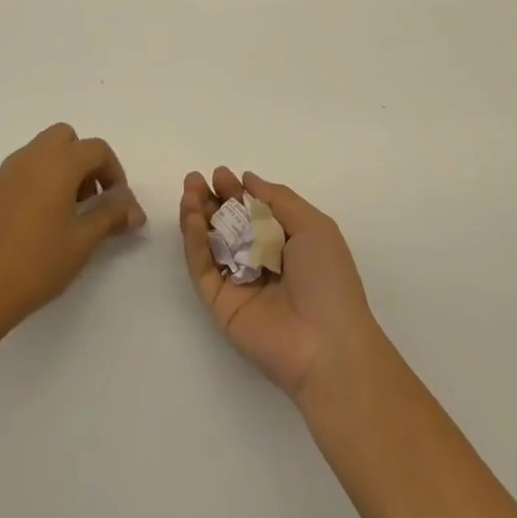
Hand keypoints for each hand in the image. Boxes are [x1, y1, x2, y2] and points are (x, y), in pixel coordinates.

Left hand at [0, 123, 145, 338]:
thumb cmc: (37, 263)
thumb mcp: (83, 240)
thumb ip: (111, 215)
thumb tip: (134, 208)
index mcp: (57, 162)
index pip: (97, 149)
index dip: (115, 172)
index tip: (118, 205)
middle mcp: (31, 157)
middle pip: (66, 138)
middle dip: (85, 161)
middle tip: (91, 199)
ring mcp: (6, 171)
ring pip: (42, 151)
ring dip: (62, 168)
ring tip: (67, 214)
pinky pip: (23, 170)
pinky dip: (39, 180)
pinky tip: (39, 222)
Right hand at [179, 168, 381, 399]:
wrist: (326, 343)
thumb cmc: (327, 278)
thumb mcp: (313, 226)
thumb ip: (277, 198)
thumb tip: (248, 179)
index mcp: (285, 243)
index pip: (252, 212)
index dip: (236, 192)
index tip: (220, 174)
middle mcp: (259, 260)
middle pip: (227, 224)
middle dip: (211, 199)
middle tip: (195, 178)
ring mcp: (237, 282)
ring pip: (209, 242)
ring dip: (197, 214)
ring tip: (189, 189)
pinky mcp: (219, 302)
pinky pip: (202, 266)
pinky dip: (194, 240)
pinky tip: (192, 215)